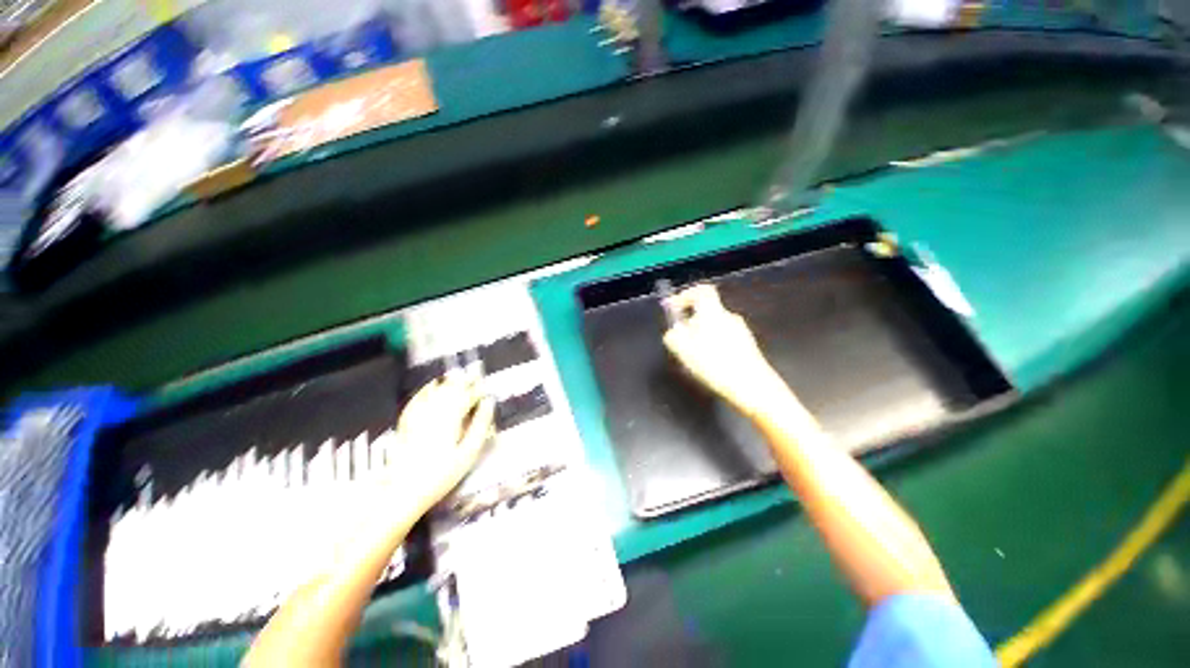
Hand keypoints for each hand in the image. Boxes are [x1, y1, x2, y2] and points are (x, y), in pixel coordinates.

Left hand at [391, 368, 494, 514]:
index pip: (468, 397)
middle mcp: (434, 413)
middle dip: (463, 381)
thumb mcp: (468, 453)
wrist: (403, 491)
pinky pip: (417, 401)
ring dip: (447, 382)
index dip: (478, 390)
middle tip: (473, 373)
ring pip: (435, 393)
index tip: (486, 385)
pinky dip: (425, 391)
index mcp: (452, 419)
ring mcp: (418, 417)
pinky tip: (429, 386)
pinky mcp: (406, 424)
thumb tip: (489, 403)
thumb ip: (480, 425)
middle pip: (451, 391)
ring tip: (456, 374)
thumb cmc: (442, 475)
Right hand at [662, 284, 787, 416]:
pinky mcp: (747, 346)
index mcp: (713, 313)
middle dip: (691, 323)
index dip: (685, 296)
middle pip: (706, 311)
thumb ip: (673, 336)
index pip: (701, 291)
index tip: (674, 308)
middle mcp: (729, 317)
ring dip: (701, 337)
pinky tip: (710, 365)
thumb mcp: (683, 350)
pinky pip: (724, 339)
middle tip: (681, 340)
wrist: (752, 387)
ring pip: (714, 327)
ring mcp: (741, 331)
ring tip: (694, 357)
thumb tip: (673, 331)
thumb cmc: (715, 364)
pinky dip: (713, 346)